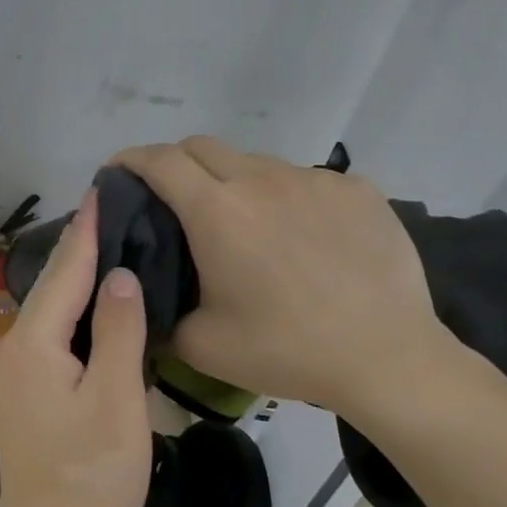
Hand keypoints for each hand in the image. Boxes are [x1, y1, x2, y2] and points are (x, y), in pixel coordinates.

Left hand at [0, 189, 151, 506]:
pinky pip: (44, 335)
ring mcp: (7, 370)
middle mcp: (8, 347)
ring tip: (106, 249)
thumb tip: (118, 276)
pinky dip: (68, 314)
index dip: (85, 233)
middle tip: (110, 214)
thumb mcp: (116, 400)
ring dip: (73, 282)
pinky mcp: (16, 390)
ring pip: (46, 312)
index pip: (64, 274)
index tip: (98, 191)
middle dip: (79, 251)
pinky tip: (89, 306)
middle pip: (50, 289)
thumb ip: (117, 332)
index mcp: (31, 344)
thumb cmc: (92, 474)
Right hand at [113, 137, 454, 418]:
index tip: (117, 173)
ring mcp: (313, 180)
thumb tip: (142, 293)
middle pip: (201, 146)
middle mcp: (261, 180)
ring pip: (254, 163)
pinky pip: (303, 180)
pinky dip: (284, 197)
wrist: (389, 359)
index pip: (160, 160)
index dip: (130, 159)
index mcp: (217, 212)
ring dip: (231, 182)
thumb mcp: (201, 345)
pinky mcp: (356, 190)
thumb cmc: (287, 350)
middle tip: (171, 199)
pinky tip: (299, 237)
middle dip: (174, 163)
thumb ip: (160, 310)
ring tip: (243, 225)